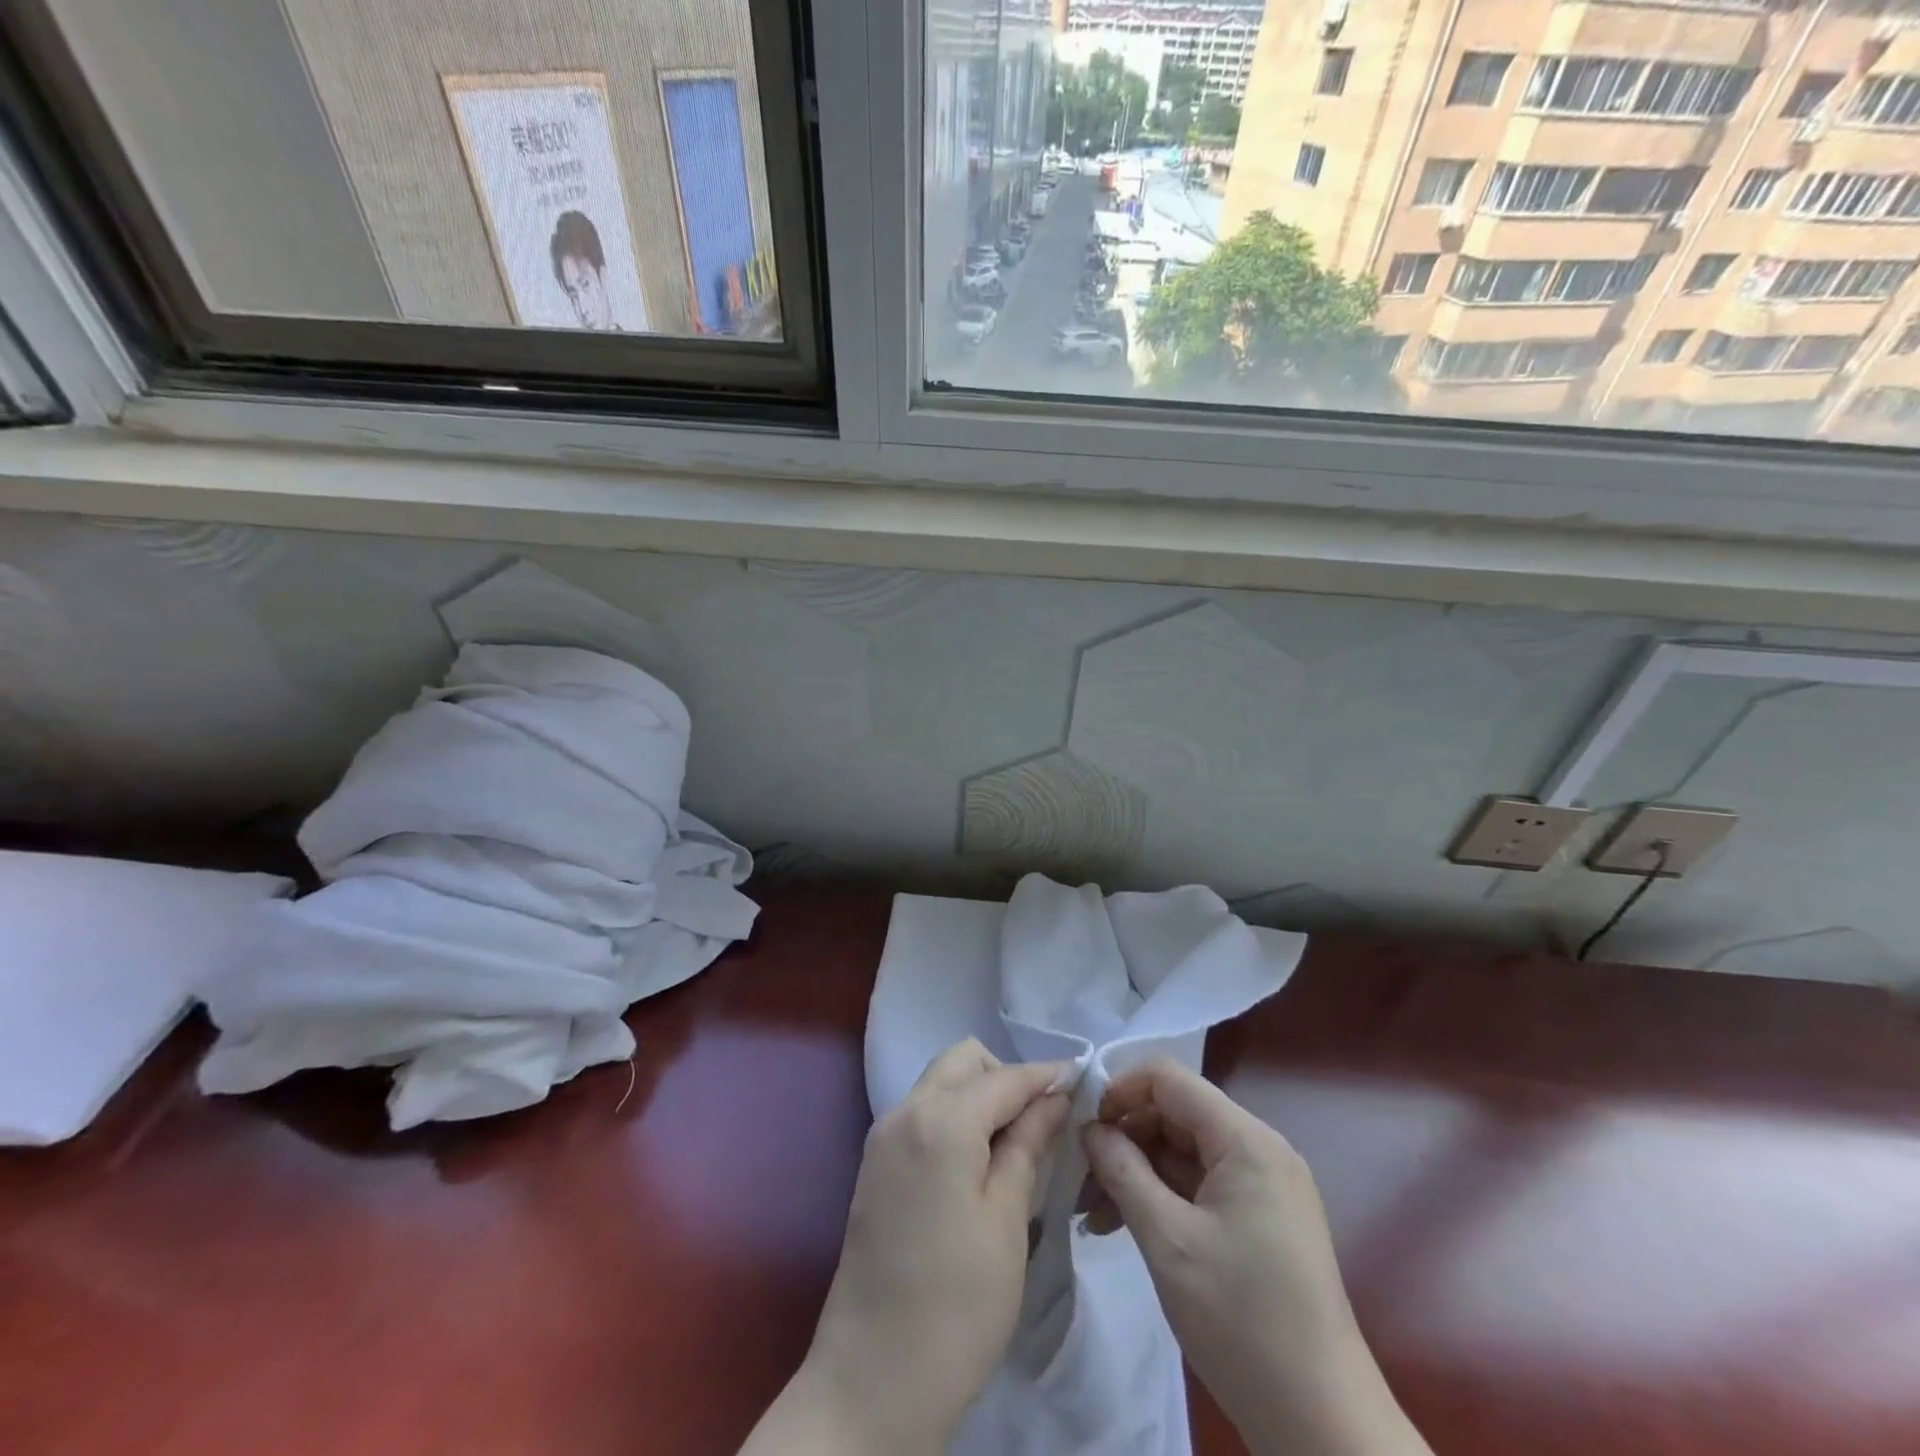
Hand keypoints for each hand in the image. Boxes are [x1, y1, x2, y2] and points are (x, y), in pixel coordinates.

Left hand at [740, 1039, 1070, 1454]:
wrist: (872, 1382)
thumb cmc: (957, 1306)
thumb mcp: (1007, 1222)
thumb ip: (1029, 1146)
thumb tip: (1056, 1097)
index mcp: (940, 1121)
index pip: (1004, 1077)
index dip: (1046, 1077)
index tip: (1083, 1082)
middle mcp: (905, 1111)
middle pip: (964, 1062)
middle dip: (1006, 1077)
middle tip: (1042, 1123)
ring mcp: (883, 1135)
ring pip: (941, 1082)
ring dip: (980, 1095)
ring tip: (1016, 1145)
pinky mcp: (875, 1162)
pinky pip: (923, 1111)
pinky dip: (956, 1117)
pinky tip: (979, 1161)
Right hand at [1082, 1060, 1429, 1455]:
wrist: (1322, 1425)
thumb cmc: (1241, 1321)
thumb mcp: (1167, 1240)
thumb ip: (1122, 1170)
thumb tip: (1090, 1129)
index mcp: (1245, 1139)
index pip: (1168, 1079)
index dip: (1119, 1092)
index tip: (1083, 1129)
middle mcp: (1259, 1148)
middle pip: (1174, 1112)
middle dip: (1124, 1137)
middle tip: (1081, 1179)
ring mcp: (1263, 1184)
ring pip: (1183, 1149)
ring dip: (1137, 1170)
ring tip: (1094, 1212)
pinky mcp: (1261, 1217)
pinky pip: (1200, 1183)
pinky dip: (1162, 1196)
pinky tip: (1125, 1225)